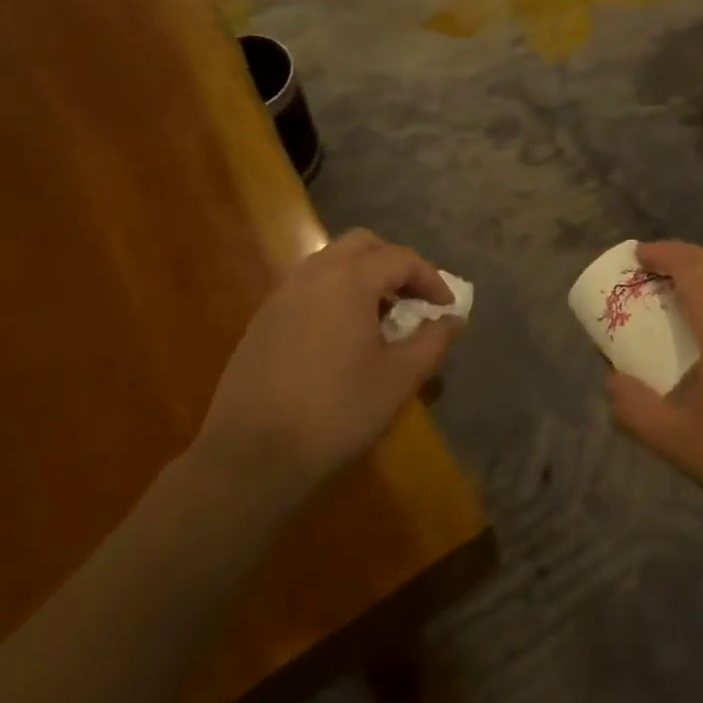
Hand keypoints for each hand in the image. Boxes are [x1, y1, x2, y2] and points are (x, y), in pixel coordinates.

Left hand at [190, 231, 458, 501]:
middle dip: (394, 264)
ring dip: (362, 276)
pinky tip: (341, 336)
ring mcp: (283, 294)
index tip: (446, 307)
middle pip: (363, 245)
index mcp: (350, 279)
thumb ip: (432, 342)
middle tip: (412, 299)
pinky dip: (334, 293)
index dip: (431, 279)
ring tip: (379, 316)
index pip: (401, 259)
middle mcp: (315, 273)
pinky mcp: (263, 320)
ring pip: (331, 262)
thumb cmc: (336, 412)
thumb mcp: (398, 379)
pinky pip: (308, 287)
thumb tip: (453, 320)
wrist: (250, 456)